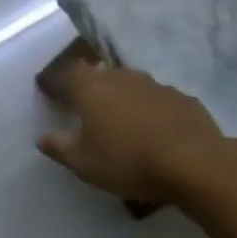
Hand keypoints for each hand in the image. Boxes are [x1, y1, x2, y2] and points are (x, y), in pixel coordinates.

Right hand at [37, 59, 228, 204]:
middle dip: (89, 85)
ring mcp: (155, 85)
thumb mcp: (83, 163)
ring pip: (129, 83)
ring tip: (117, 117)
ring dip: (120, 96)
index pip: (67, 74)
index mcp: (92, 89)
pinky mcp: (182, 98)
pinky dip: (147, 108)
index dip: (56, 81)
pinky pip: (156, 98)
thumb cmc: (128, 162)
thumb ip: (59, 147)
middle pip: (99, 74)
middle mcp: (122, 77)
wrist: (194, 163)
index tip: (49, 90)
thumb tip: (42, 137)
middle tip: (83, 104)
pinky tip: (151, 128)